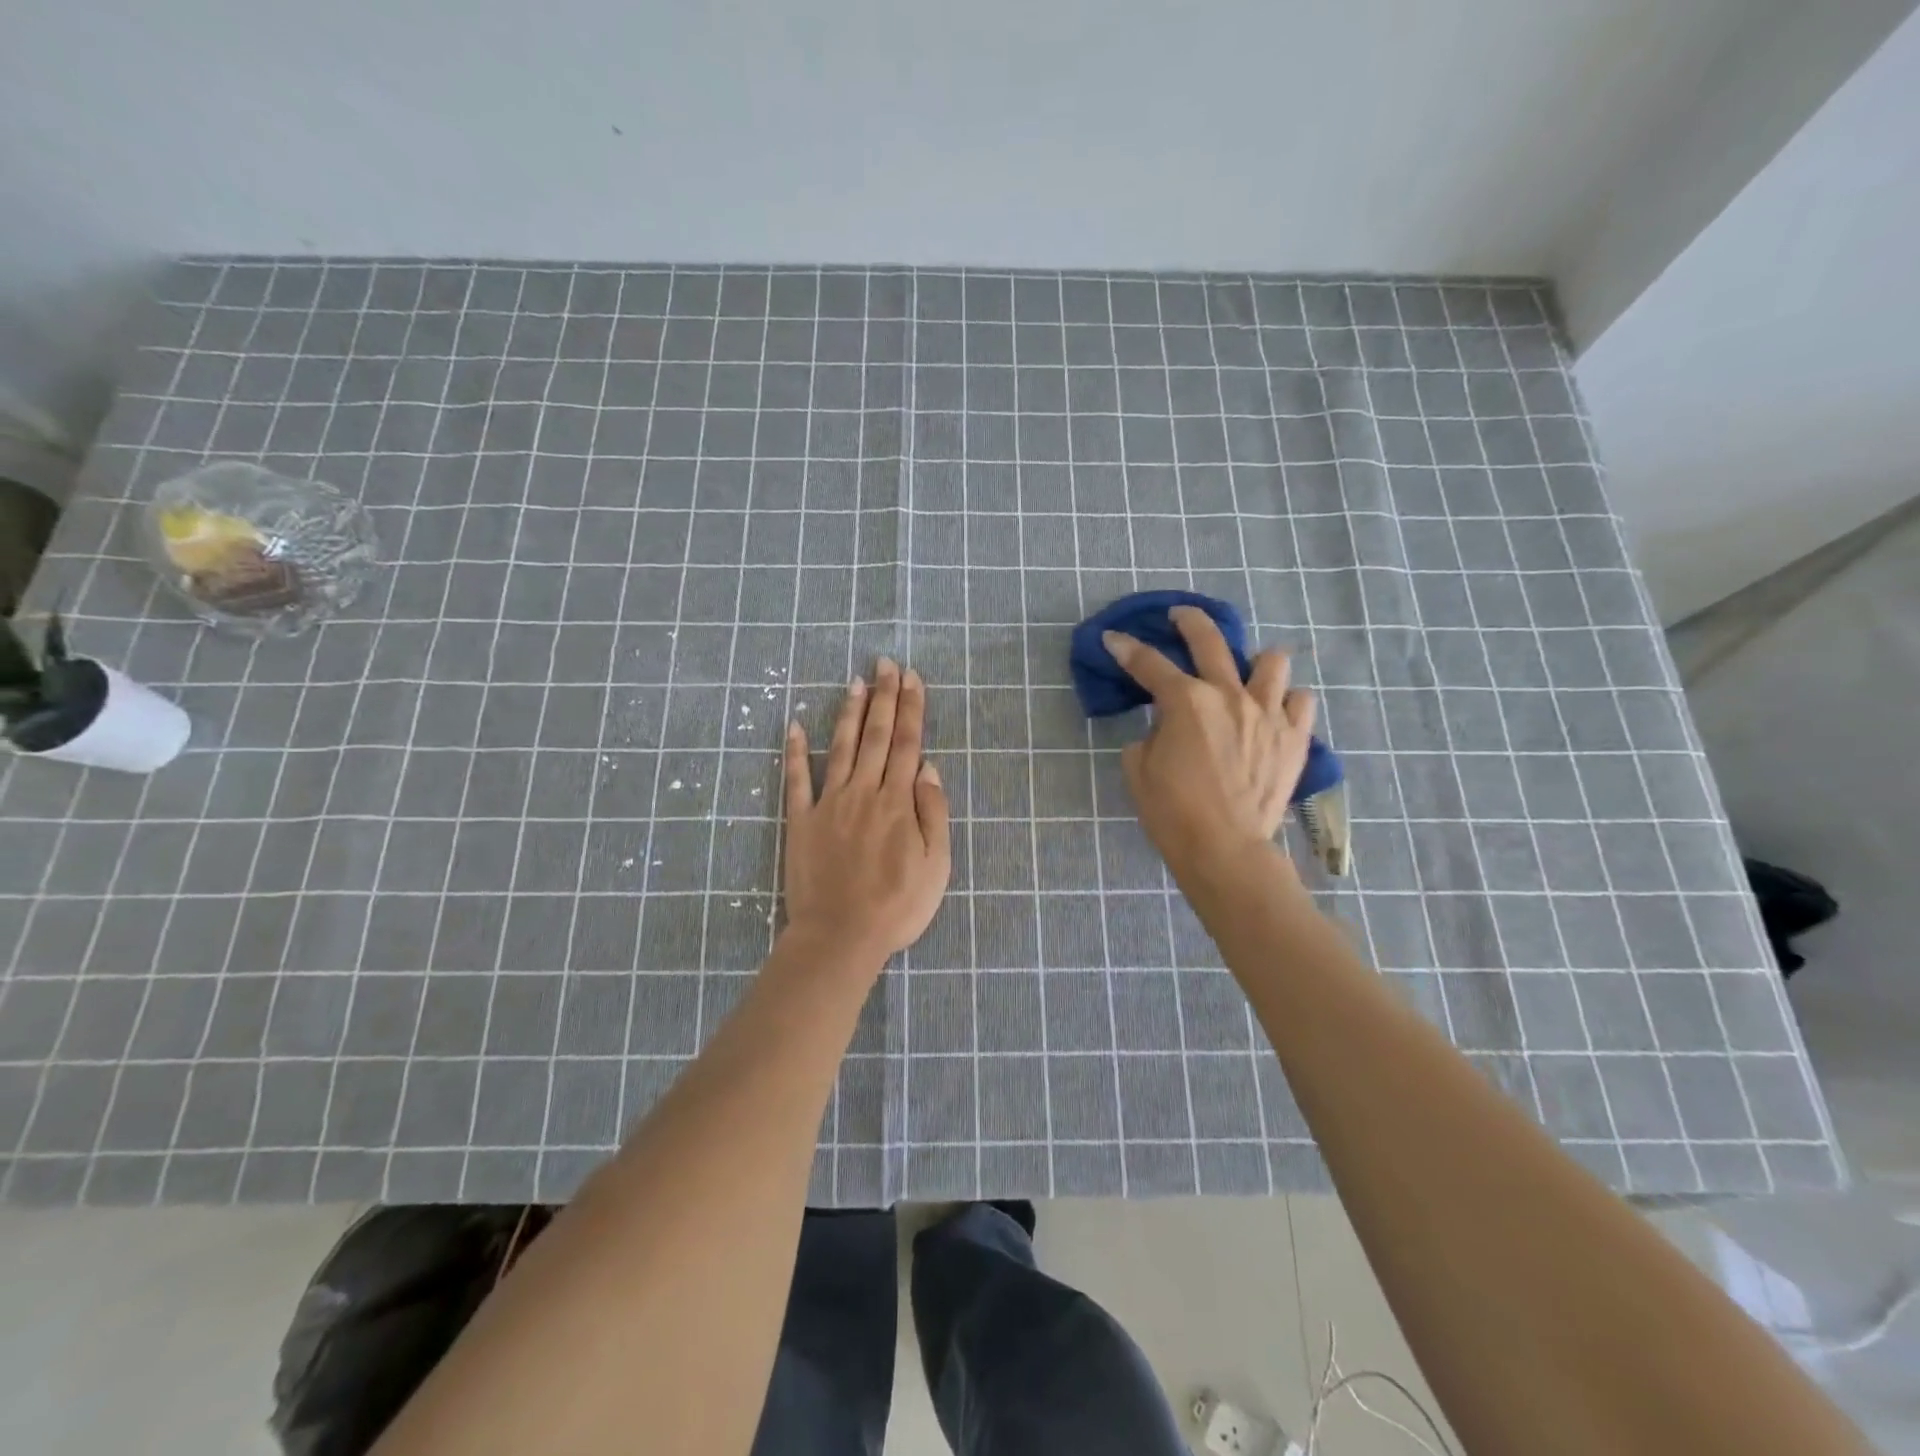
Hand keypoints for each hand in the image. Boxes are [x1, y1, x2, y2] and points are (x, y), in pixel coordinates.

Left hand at [781, 658, 950, 968]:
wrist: (840, 936)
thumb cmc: (897, 906)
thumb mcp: (936, 865)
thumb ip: (933, 813)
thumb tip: (928, 769)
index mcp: (898, 802)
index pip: (907, 744)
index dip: (911, 708)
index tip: (913, 678)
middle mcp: (863, 792)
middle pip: (876, 736)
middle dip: (884, 697)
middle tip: (886, 663)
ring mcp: (828, 804)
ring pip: (841, 747)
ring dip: (849, 713)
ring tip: (855, 682)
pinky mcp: (800, 822)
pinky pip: (796, 780)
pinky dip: (795, 752)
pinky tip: (795, 725)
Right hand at [1105, 606, 1316, 879]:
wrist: (1224, 848)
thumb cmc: (1171, 811)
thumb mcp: (1138, 768)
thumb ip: (1149, 734)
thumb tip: (1165, 725)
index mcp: (1185, 701)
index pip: (1148, 663)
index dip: (1126, 648)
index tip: (1113, 639)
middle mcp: (1228, 694)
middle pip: (1209, 640)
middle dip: (1188, 621)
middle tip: (1179, 617)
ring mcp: (1268, 713)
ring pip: (1271, 661)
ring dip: (1254, 661)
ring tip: (1245, 673)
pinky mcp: (1294, 737)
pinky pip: (1301, 701)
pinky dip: (1287, 700)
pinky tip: (1274, 711)